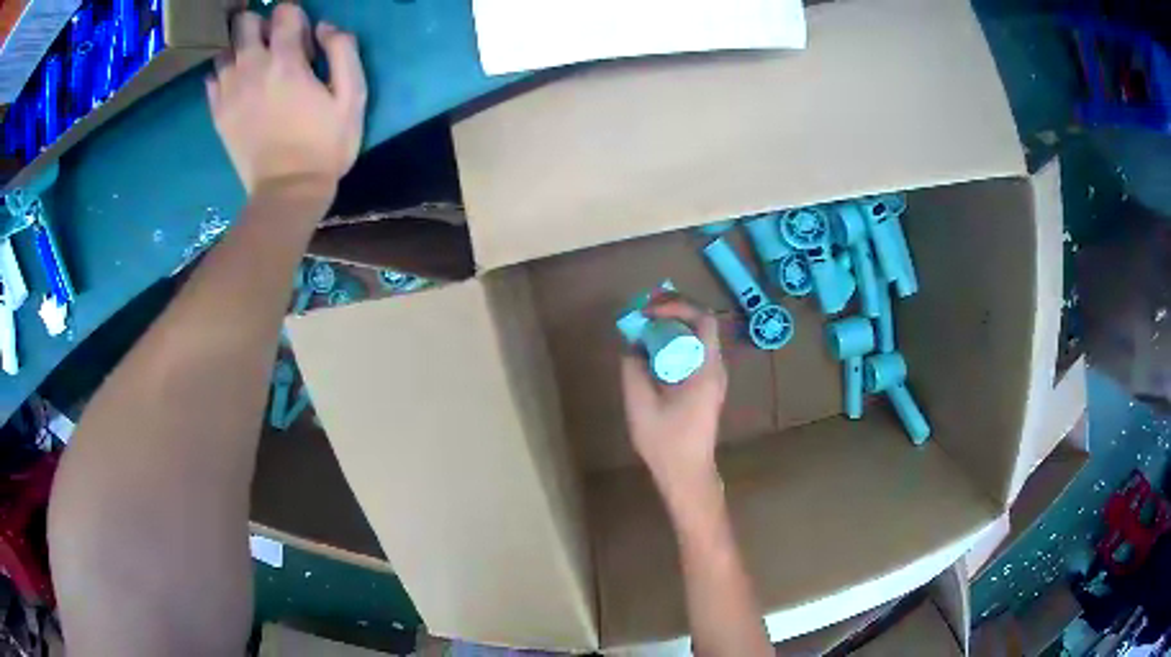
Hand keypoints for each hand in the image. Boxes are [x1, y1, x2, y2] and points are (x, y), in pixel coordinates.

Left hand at [206, 4, 367, 195]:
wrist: (286, 192)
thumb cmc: (324, 145)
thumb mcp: (353, 96)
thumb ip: (343, 51)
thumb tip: (324, 27)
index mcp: (286, 60)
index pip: (283, 12)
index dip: (294, 16)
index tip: (301, 34)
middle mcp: (251, 68)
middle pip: (245, 24)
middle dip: (260, 25)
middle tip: (272, 44)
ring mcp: (229, 91)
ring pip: (225, 50)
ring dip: (239, 49)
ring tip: (253, 65)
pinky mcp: (218, 113)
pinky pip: (211, 79)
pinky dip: (223, 75)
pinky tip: (237, 85)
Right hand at [621, 298, 727, 501]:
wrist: (687, 474)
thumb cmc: (666, 441)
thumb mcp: (641, 404)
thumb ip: (633, 369)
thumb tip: (632, 346)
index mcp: (707, 369)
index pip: (704, 318)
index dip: (677, 305)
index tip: (649, 311)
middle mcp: (716, 368)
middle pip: (701, 325)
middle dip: (672, 312)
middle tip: (644, 312)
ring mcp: (713, 379)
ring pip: (696, 340)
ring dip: (672, 328)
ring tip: (644, 328)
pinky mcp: (706, 389)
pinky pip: (692, 355)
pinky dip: (673, 346)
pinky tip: (652, 354)